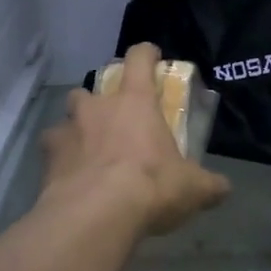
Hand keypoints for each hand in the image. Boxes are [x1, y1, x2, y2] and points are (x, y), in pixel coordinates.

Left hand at [39, 43, 230, 236]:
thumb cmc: (150, 186)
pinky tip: (70, 181)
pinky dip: (60, 163)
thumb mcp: (193, 188)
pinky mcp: (47, 160)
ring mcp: (67, 132)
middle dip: (99, 101)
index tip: (152, 56)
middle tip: (112, 121)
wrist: (95, 216)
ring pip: (66, 119)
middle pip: (90, 89)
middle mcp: (97, 108)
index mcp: (135, 102)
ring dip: (76, 130)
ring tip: (87, 152)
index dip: (146, 54)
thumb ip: (209, 185)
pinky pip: (52, 154)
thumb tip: (223, 188)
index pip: (139, 60)